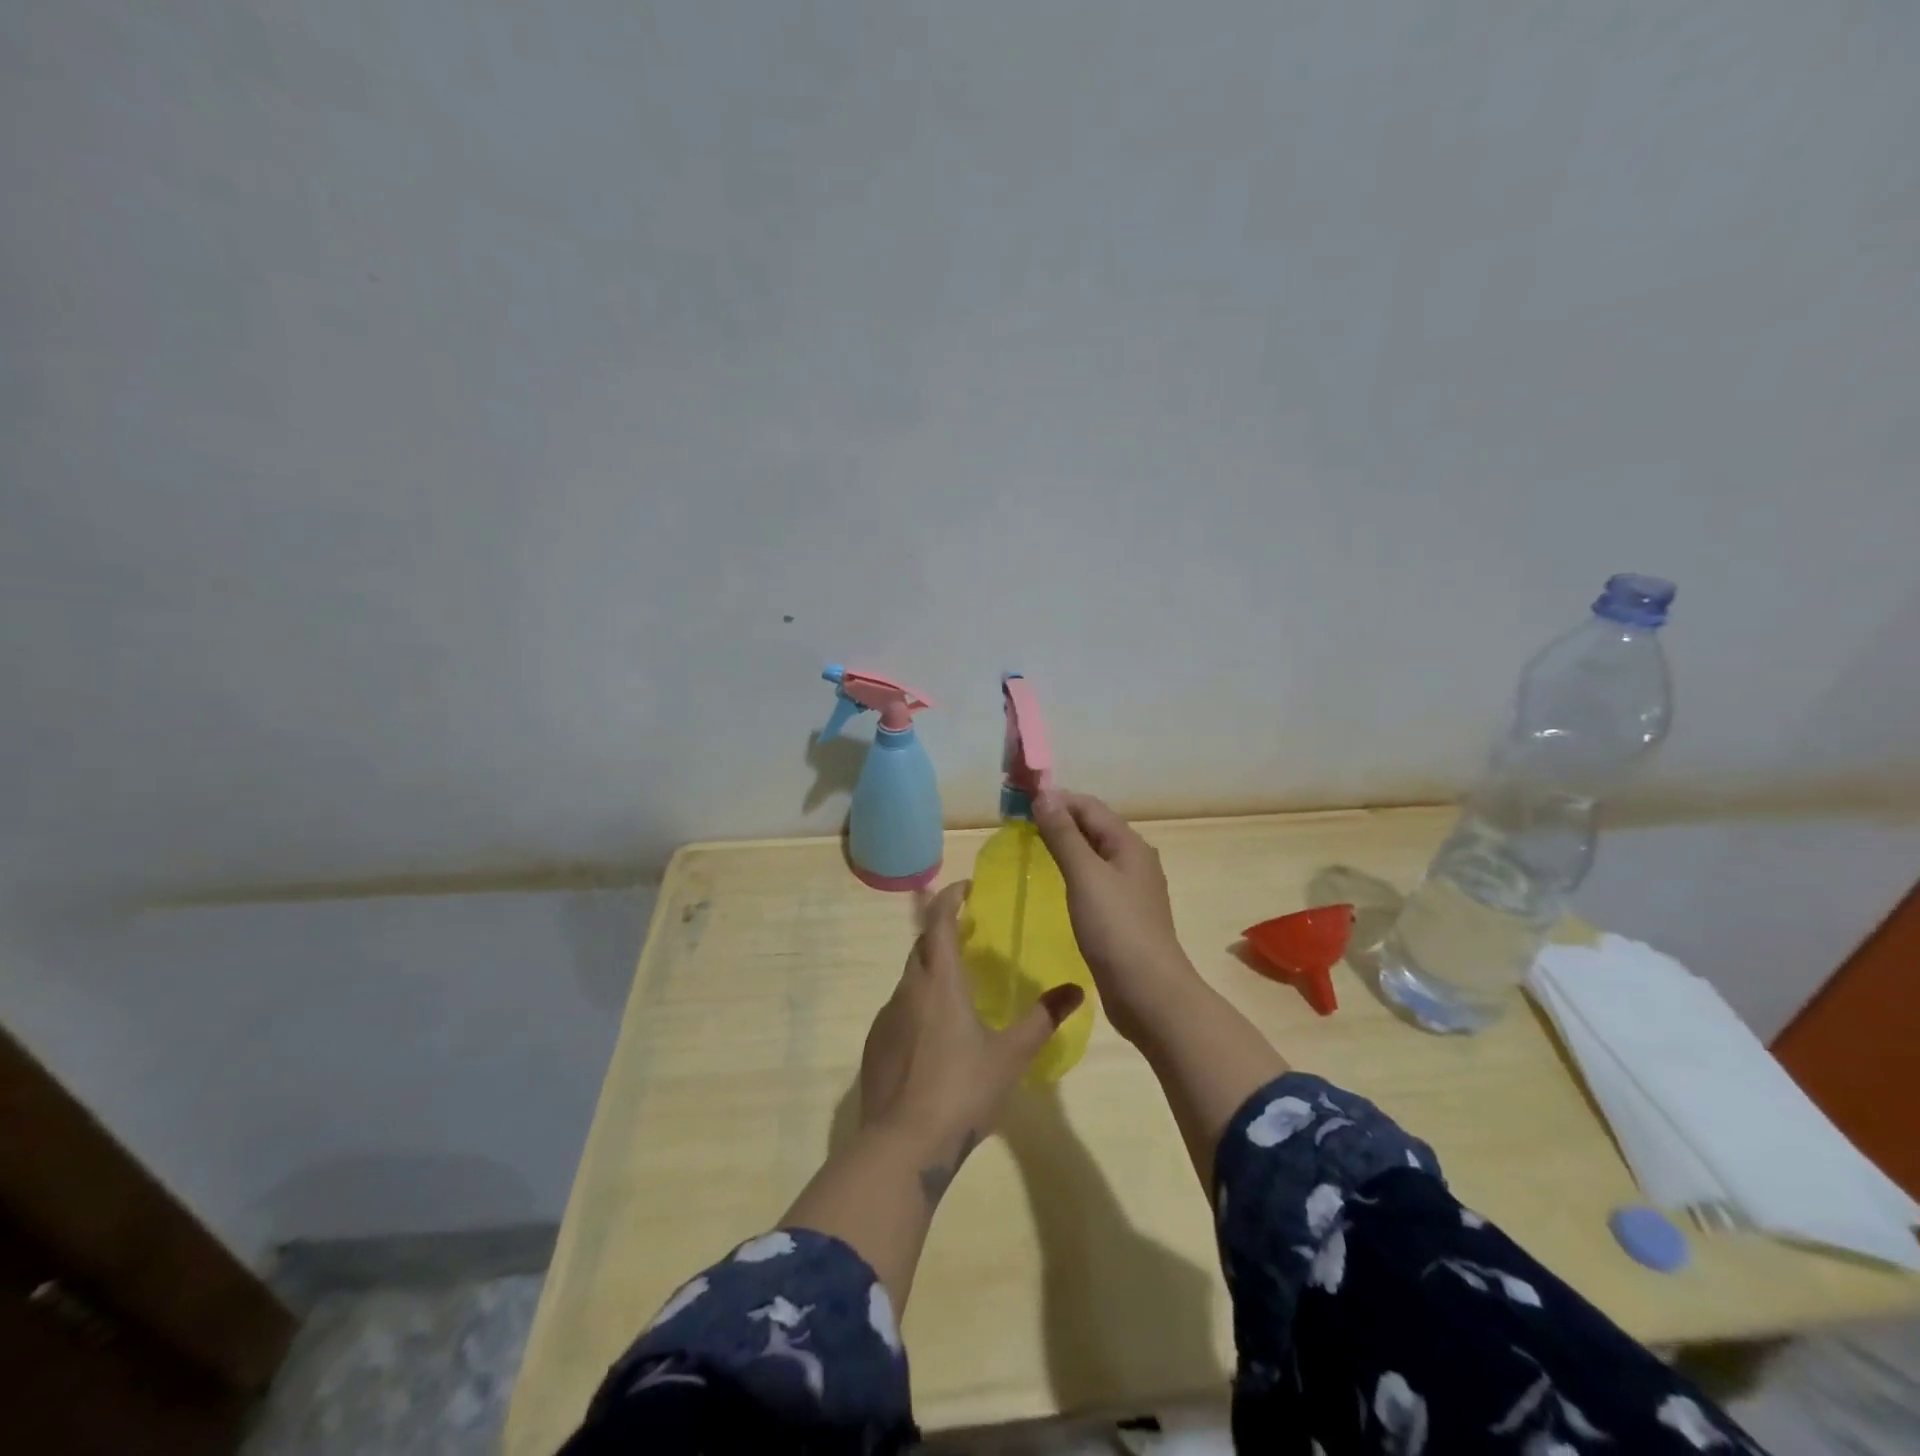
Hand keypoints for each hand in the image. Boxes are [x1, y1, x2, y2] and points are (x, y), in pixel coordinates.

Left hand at [859, 881, 1084, 1183]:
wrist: (902, 1145)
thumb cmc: (961, 1091)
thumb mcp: (1010, 1056)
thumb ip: (1042, 1019)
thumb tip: (1076, 989)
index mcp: (939, 983)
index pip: (938, 922)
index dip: (949, 898)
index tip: (965, 888)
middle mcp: (908, 990)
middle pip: (921, 946)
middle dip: (941, 932)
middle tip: (967, 935)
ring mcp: (886, 1018)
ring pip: (910, 979)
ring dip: (930, 971)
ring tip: (956, 990)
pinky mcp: (875, 1045)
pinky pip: (899, 1010)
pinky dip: (918, 1005)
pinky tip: (934, 1037)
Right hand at [1032, 789, 1202, 1045]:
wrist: (1149, 993)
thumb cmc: (1116, 929)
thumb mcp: (1085, 876)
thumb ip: (1064, 835)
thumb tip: (1045, 795)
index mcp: (1129, 845)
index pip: (1089, 807)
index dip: (1057, 800)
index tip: (1020, 803)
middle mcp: (1134, 860)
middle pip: (1093, 827)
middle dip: (1059, 820)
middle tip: (1019, 824)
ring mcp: (1130, 890)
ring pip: (1094, 854)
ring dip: (1065, 846)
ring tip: (1031, 849)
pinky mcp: (1123, 915)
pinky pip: (1094, 880)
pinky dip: (1073, 872)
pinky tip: (1055, 884)